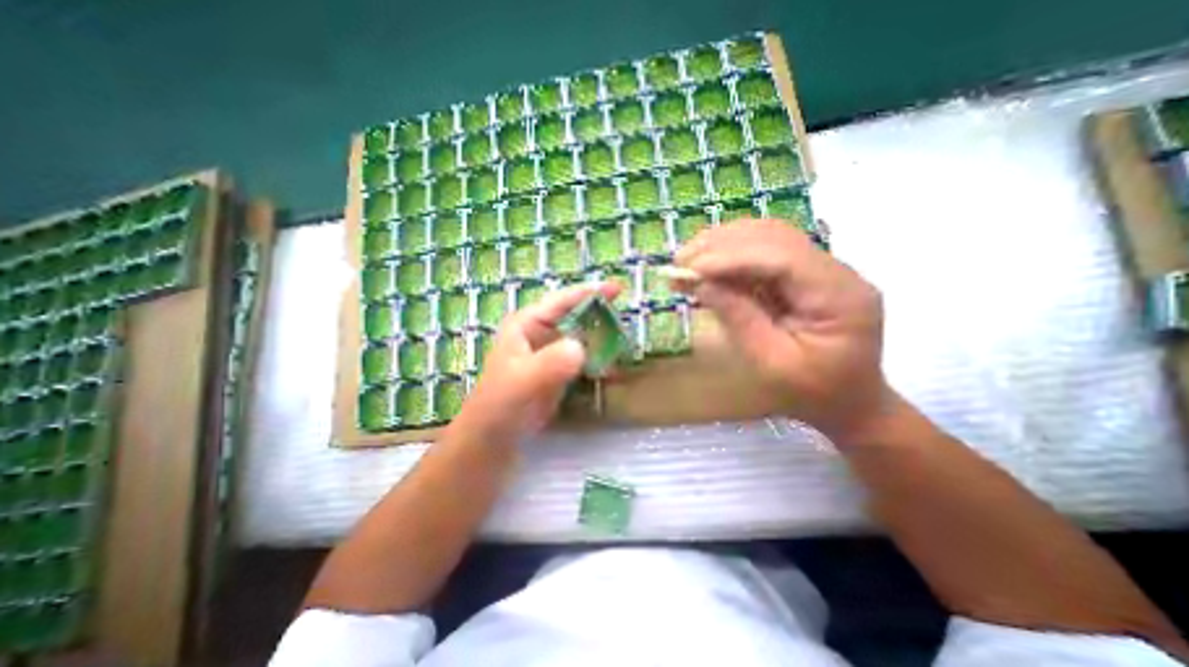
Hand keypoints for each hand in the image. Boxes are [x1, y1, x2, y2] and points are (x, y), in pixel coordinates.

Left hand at [450, 278, 621, 442]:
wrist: (493, 438)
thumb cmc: (501, 404)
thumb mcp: (524, 381)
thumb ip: (550, 363)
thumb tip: (580, 348)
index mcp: (527, 324)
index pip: (563, 301)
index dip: (591, 292)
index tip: (619, 289)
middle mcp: (540, 333)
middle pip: (576, 317)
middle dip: (601, 318)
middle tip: (627, 323)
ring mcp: (550, 353)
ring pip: (582, 338)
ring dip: (603, 340)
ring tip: (625, 345)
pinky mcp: (558, 371)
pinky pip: (583, 359)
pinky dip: (599, 361)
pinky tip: (612, 370)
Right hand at [678, 221, 891, 445]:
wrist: (849, 401)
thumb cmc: (812, 393)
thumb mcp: (771, 363)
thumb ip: (738, 319)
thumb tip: (700, 283)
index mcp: (840, 297)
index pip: (782, 258)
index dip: (732, 258)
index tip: (690, 268)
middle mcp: (837, 271)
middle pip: (775, 237)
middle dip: (722, 246)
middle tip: (680, 260)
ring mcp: (822, 268)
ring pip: (768, 236)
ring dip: (723, 244)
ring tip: (687, 259)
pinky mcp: (805, 273)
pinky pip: (764, 251)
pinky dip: (731, 254)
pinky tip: (707, 264)